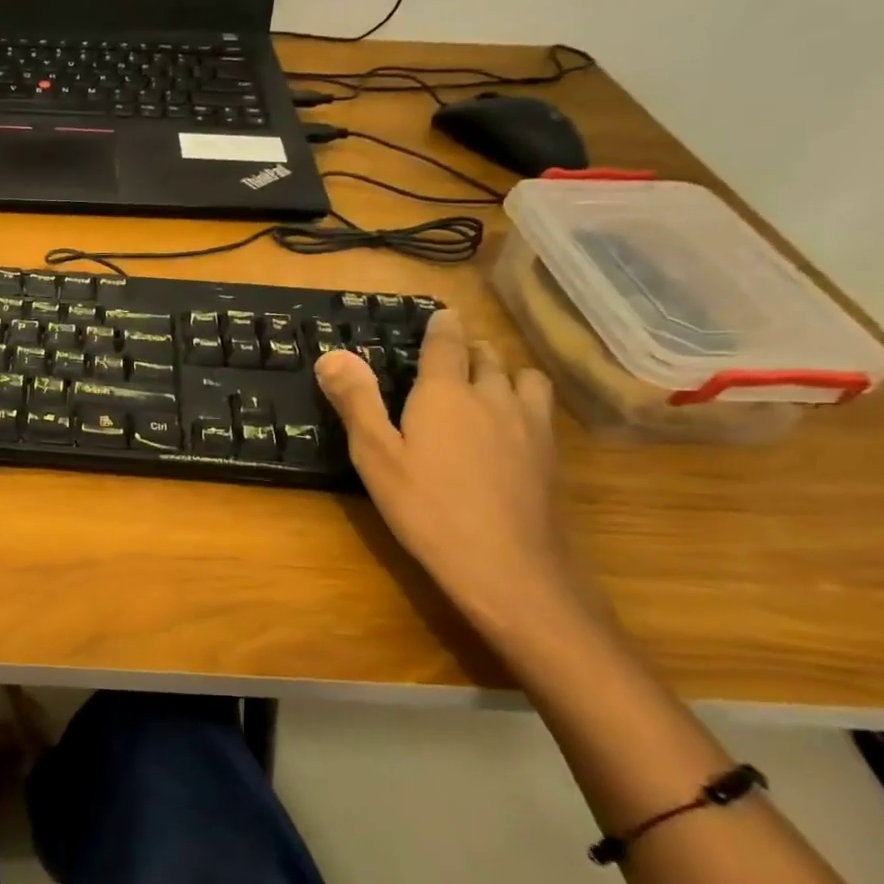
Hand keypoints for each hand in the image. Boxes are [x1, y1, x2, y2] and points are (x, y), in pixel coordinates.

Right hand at [315, 309, 586, 634]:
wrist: (508, 567)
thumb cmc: (427, 509)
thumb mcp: (376, 457)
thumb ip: (356, 401)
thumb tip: (332, 354)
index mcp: (446, 392)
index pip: (447, 342)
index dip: (441, 326)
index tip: (439, 316)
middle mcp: (493, 395)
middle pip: (487, 355)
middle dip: (469, 347)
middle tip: (450, 354)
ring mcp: (529, 424)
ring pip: (523, 376)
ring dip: (503, 370)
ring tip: (485, 385)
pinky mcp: (551, 454)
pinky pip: (540, 407)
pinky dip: (524, 400)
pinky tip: (511, 425)